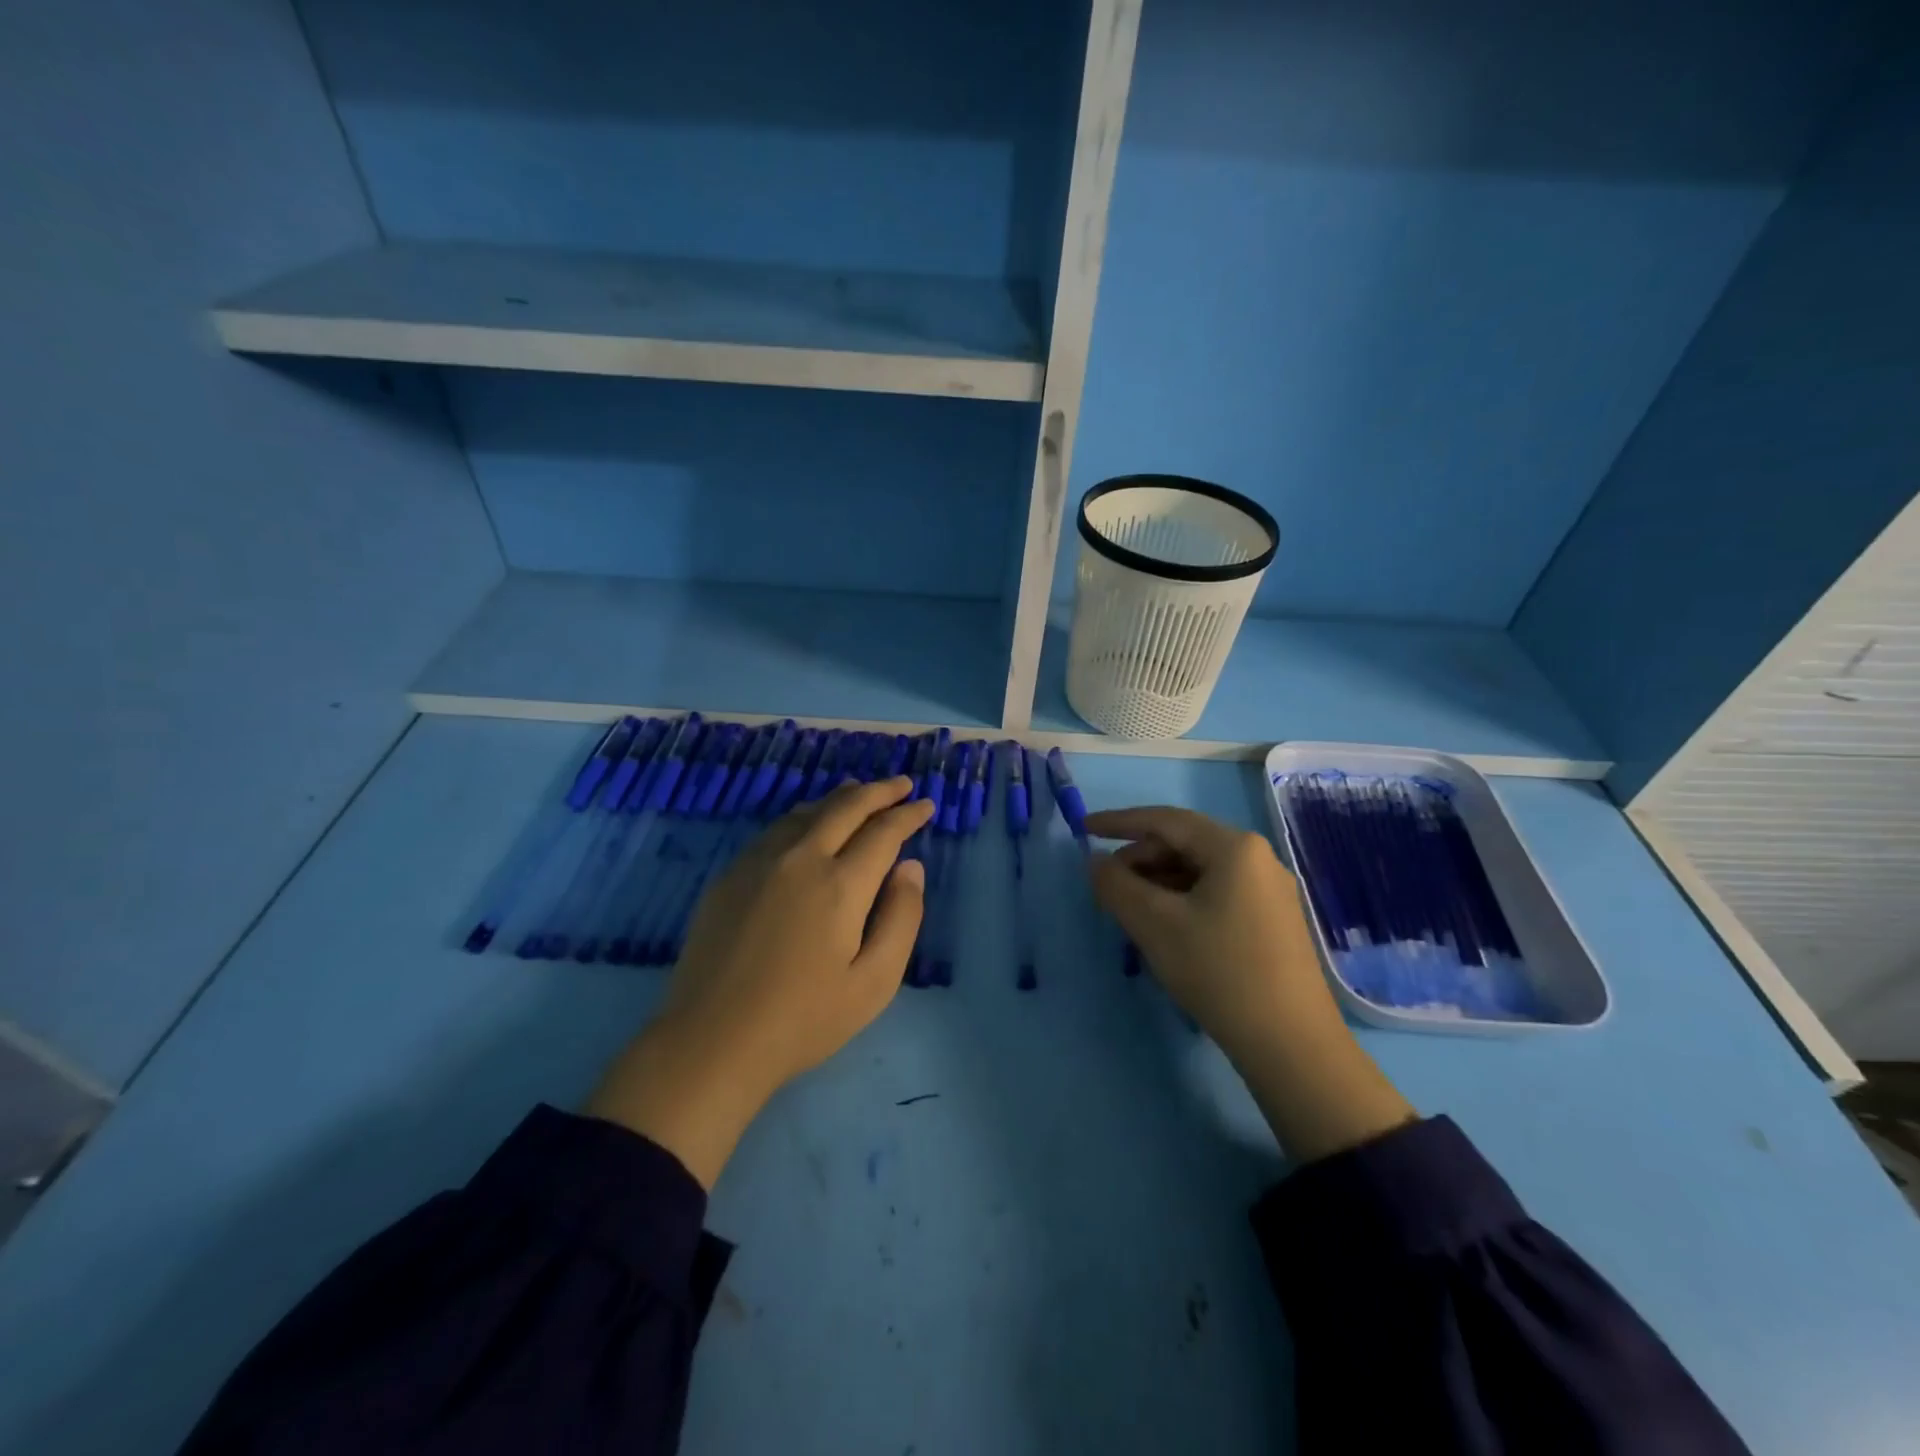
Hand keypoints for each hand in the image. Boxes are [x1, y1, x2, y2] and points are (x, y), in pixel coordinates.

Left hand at [587, 776, 932, 1186]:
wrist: (712, 1041)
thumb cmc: (804, 1019)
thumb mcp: (874, 982)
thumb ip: (902, 918)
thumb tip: (911, 868)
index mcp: (840, 884)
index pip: (883, 831)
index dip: (908, 814)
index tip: (925, 805)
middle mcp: (800, 858)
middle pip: (845, 807)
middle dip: (878, 791)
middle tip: (900, 784)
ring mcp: (759, 862)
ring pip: (806, 811)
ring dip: (839, 798)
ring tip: (858, 792)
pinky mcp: (730, 875)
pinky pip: (776, 829)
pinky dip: (804, 816)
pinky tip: (808, 824)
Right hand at [1087, 806, 1415, 1162]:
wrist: (1291, 1045)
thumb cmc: (1219, 971)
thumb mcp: (1154, 925)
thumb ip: (1116, 885)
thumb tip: (1095, 862)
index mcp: (1234, 847)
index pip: (1164, 820)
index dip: (1119, 822)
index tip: (1083, 828)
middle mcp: (1258, 858)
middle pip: (1184, 844)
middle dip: (1140, 859)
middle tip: (1106, 885)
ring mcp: (1270, 891)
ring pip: (1200, 871)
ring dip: (1159, 883)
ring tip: (1130, 911)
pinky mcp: (1273, 922)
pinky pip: (1217, 894)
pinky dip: (1182, 901)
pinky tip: (1165, 928)